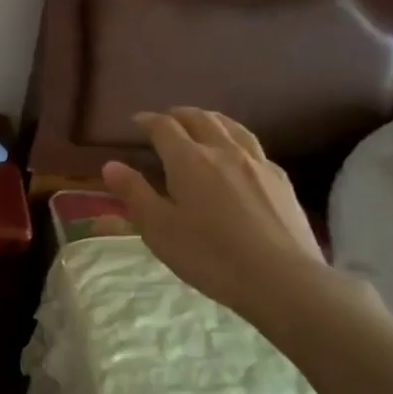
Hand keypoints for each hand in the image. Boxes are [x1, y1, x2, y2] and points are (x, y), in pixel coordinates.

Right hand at [102, 108, 331, 325]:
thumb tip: (111, 165)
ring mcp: (257, 163)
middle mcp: (223, 151)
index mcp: (188, 160)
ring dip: (211, 119)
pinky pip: (254, 147)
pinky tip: (238, 156)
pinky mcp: (281, 180)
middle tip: (166, 120)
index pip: (164, 127)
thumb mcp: (158, 229)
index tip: (136, 122)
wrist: (282, 278)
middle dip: (179, 115)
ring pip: (231, 127)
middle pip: (200, 118)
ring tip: (202, 123)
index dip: (147, 120)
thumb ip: (134, 193)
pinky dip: (236, 140)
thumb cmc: (210, 255)